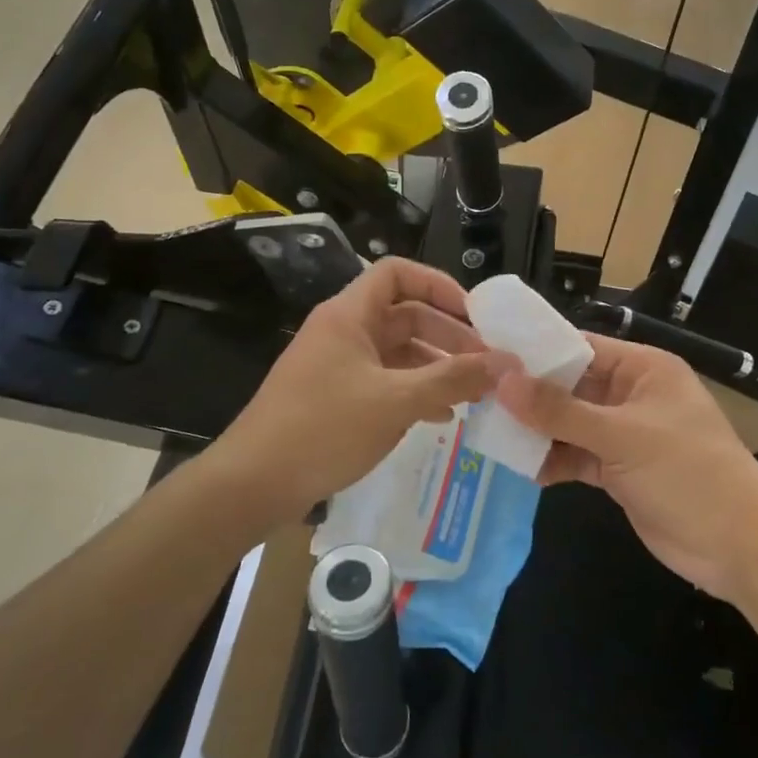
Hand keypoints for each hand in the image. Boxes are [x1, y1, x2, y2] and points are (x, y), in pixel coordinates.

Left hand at [201, 258, 515, 531]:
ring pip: (398, 352)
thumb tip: (506, 363)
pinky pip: (385, 381)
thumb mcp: (395, 401)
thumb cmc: (323, 429)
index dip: (438, 285)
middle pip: (405, 315)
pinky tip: (442, 417)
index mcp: (349, 315)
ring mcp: (338, 365)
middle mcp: (343, 331)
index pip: (397, 273)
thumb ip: (453, 379)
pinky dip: (415, 391)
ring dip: (436, 367)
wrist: (252, 484)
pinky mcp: (335, 397)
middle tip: (487, 363)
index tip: (474, 315)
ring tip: (474, 393)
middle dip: (448, 335)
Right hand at [496, 336, 757, 603]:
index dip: (536, 351)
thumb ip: (560, 411)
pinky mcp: (619, 470)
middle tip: (477, 395)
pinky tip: (521, 467)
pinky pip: (576, 456)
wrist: (740, 547)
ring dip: (537, 430)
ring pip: (570, 424)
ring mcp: (624, 435)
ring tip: (489, 430)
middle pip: (571, 386)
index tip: (488, 353)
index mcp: (643, 369)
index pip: (581, 346)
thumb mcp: (622, 437)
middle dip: (530, 394)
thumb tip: (502, 379)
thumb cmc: (688, 474)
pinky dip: (553, 461)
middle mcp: (631, 395)